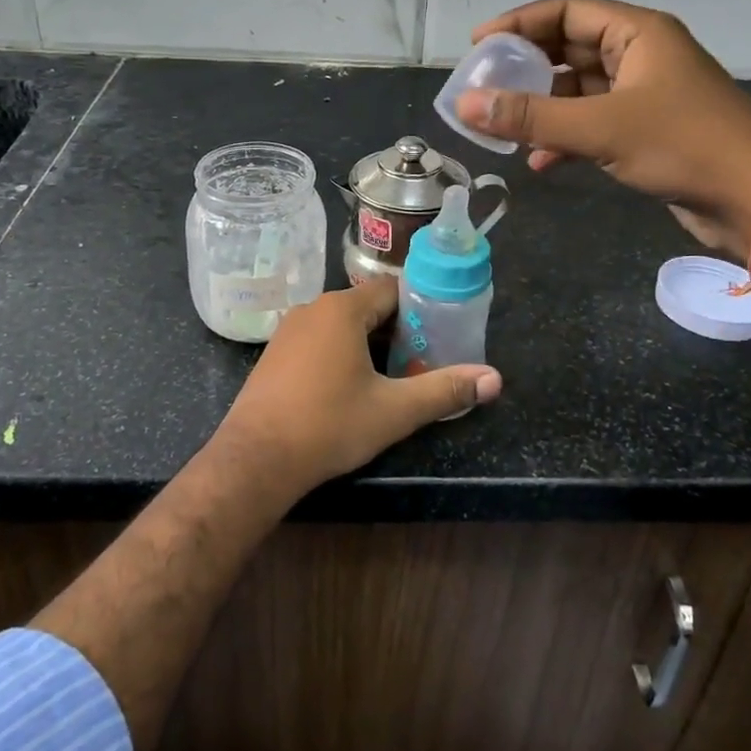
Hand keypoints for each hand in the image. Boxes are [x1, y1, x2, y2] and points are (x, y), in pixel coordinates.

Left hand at [210, 278, 500, 497]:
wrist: (255, 459)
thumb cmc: (329, 425)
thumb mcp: (394, 411)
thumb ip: (445, 390)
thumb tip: (494, 379)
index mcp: (343, 309)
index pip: (392, 291)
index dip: (419, 311)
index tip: (438, 338)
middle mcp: (313, 308)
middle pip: (367, 307)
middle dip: (396, 332)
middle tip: (419, 363)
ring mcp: (289, 330)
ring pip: (341, 325)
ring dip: (367, 345)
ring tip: (390, 378)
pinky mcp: (274, 353)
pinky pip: (318, 340)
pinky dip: (339, 354)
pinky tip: (347, 389)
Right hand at [454, 0, 750, 256]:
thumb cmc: (684, 145)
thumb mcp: (601, 128)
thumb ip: (531, 117)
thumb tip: (467, 105)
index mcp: (637, 33)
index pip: (566, 11)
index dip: (519, 23)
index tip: (478, 44)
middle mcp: (640, 55)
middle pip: (569, 49)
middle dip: (526, 68)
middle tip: (484, 86)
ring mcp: (644, 94)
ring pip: (578, 90)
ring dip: (543, 109)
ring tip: (503, 127)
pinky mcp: (646, 131)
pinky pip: (592, 123)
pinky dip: (565, 138)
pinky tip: (541, 162)